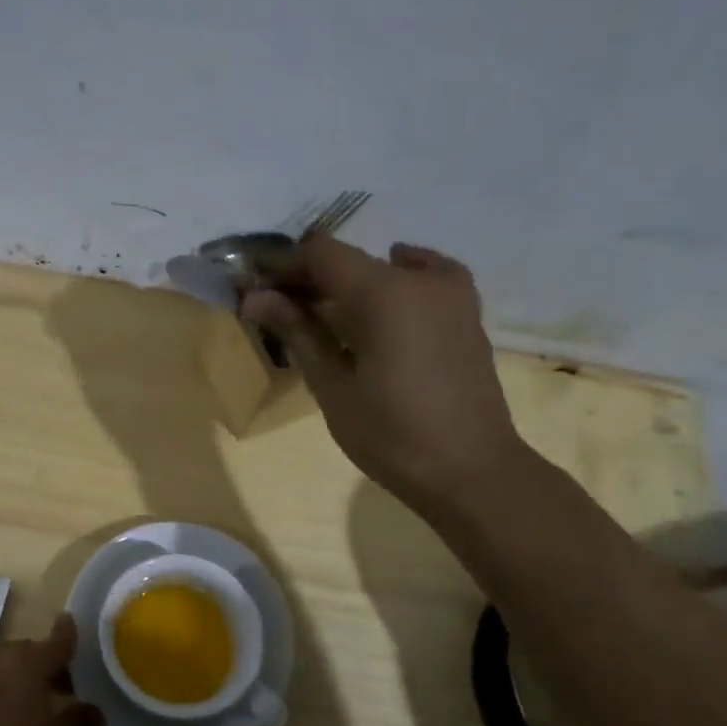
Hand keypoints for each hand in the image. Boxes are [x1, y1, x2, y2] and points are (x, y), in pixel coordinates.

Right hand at [242, 238, 525, 505]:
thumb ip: (297, 332)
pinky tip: (382, 300)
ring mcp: (450, 292)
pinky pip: (423, 277)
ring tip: (322, 317)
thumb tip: (255, 297)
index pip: (320, 254)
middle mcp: (419, 279)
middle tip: (278, 309)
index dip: (283, 266)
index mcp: (384, 293)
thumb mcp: (333, 387)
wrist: (471, 471)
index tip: (256, 289)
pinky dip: (394, 280)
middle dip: (310, 279)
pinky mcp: (466, 312)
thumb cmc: (391, 435)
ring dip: (347, 284)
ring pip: (384, 268)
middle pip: (351, 260)